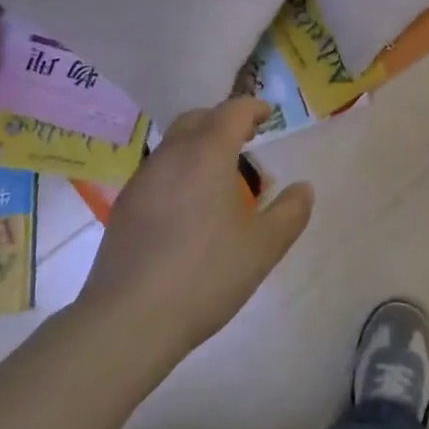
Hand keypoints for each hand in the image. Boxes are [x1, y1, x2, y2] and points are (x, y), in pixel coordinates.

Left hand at [77, 98, 312, 364]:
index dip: (252, 108)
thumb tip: (304, 188)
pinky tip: (188, 206)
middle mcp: (171, 156)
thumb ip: (290, 213)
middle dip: (223, 120)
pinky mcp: (124, 206)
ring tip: (219, 174)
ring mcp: (142, 180)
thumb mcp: (263, 248)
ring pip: (173, 144)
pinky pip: (157, 170)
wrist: (128, 320)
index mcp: (207, 154)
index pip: (232, 111)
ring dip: (198, 144)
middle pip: (197, 119)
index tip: (267, 116)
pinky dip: (179, 169)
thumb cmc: (205, 276)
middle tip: (246, 138)